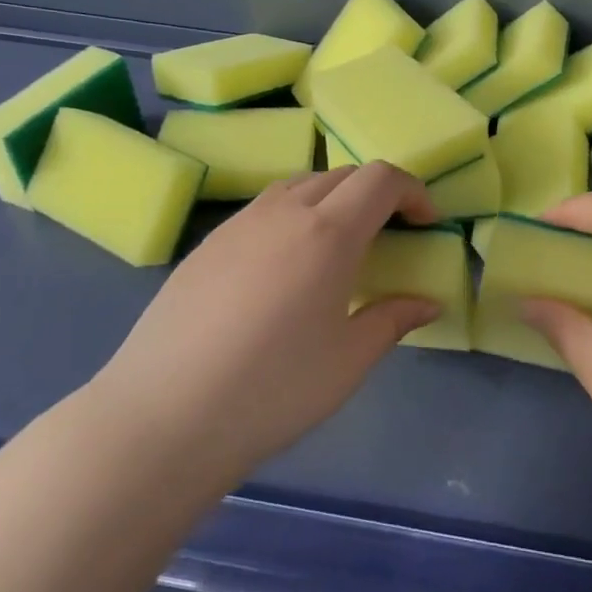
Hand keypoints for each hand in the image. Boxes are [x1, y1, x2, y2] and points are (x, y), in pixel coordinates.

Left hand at [90, 162, 441, 485]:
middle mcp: (285, 212)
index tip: (426, 222)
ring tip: (338, 245)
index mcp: (328, 233)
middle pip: (342, 175)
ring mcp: (240, 224)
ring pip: (300, 185)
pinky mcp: (208, 243)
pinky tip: (285, 265)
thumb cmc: (272, 390)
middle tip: (389, 235)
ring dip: (333, 198)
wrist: (164, 416)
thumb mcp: (348, 361)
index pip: (381, 179)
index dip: (412, 190)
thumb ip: (394, 320)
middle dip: (376, 194)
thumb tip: (428, 303)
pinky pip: (265, 207)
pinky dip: (293, 214)